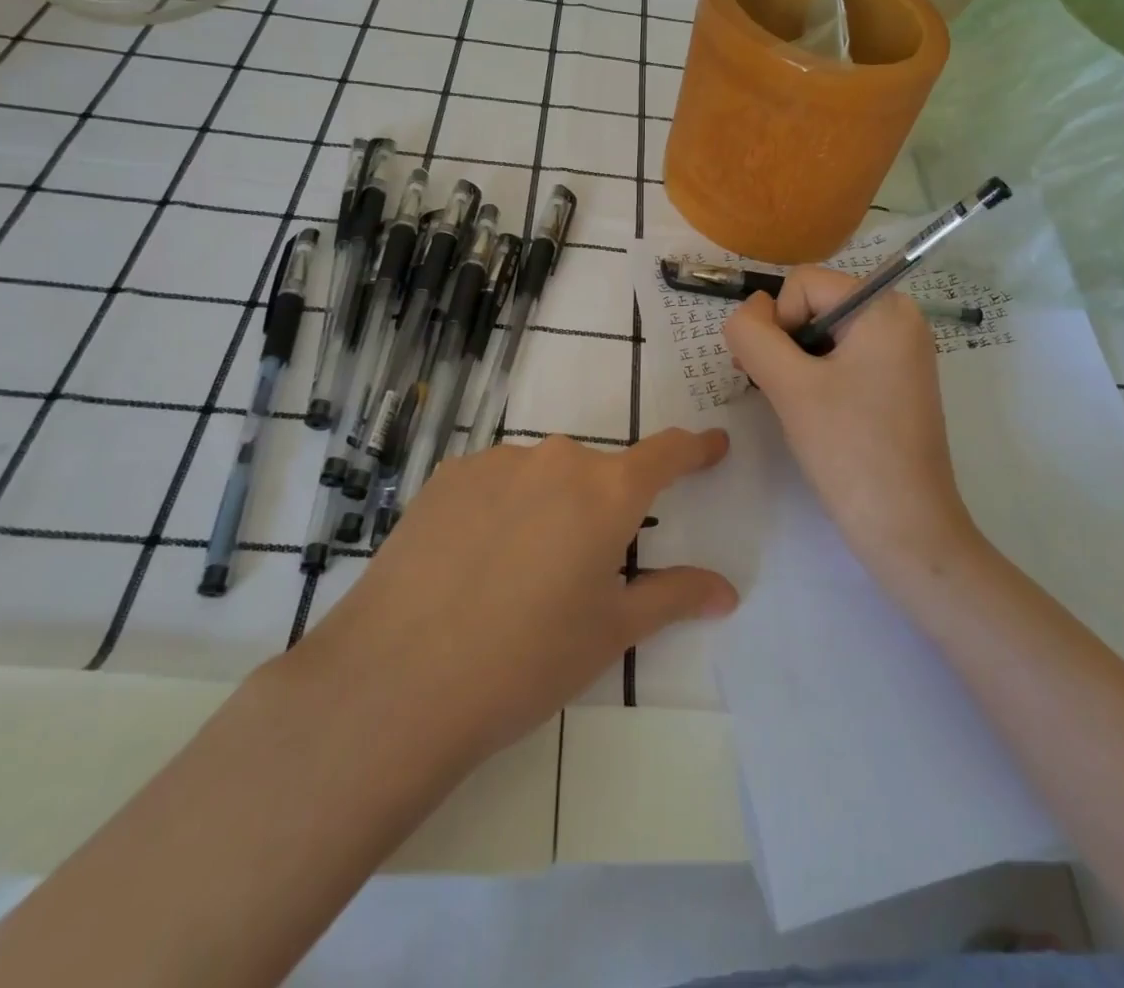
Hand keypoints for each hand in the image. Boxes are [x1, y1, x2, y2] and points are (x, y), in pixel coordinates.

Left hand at [291, 430, 734, 780]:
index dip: (695, 449)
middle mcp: (555, 460)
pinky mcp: (446, 477)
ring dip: (549, 509)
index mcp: (606, 492)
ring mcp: (495, 463)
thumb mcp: (610, 632)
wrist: (398, 680)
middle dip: (603, 509)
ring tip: (519, 575)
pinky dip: (503, 508)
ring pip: (543, 477)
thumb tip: (726, 591)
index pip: (666, 454)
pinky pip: (495, 482)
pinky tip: (475, 563)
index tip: (713, 444)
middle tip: (584, 568)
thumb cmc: (526, 660)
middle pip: (597, 473)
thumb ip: (673, 597)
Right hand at [723, 268, 981, 582]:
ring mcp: (901, 351)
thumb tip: (747, 311)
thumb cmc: (849, 450)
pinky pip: (842, 357)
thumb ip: (753, 335)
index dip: (778, 323)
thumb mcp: (789, 386)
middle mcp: (900, 318)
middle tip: (782, 393)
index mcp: (885, 307)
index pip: (803, 283)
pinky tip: (818, 414)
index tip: (783, 375)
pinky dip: (817, 377)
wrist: (906, 528)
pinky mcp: (896, 380)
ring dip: (797, 363)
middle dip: (786, 343)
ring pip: (823, 333)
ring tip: (800, 408)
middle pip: (814, 304)